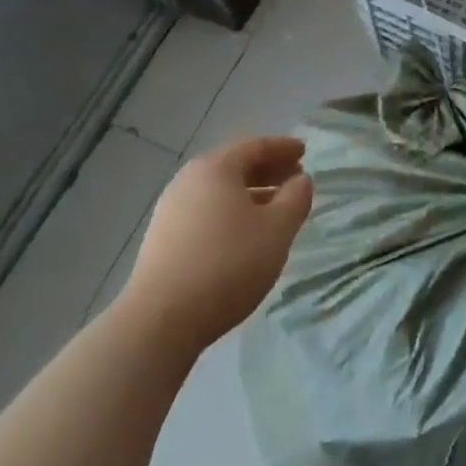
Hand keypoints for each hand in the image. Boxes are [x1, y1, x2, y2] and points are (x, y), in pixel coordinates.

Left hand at [119, 135, 312, 358]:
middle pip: (235, 165)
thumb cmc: (228, 264)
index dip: (283, 147)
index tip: (304, 152)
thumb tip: (300, 180)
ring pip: (219, 191)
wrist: (162, 320)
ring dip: (251, 193)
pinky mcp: (163, 238)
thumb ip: (296, 198)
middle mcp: (189, 180)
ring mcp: (171, 209)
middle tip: (294, 179)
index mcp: (216, 168)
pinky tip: (245, 233)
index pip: (255, 146)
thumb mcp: (277, 229)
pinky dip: (231, 211)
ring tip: (275, 209)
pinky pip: (206, 210)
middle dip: (268, 169)